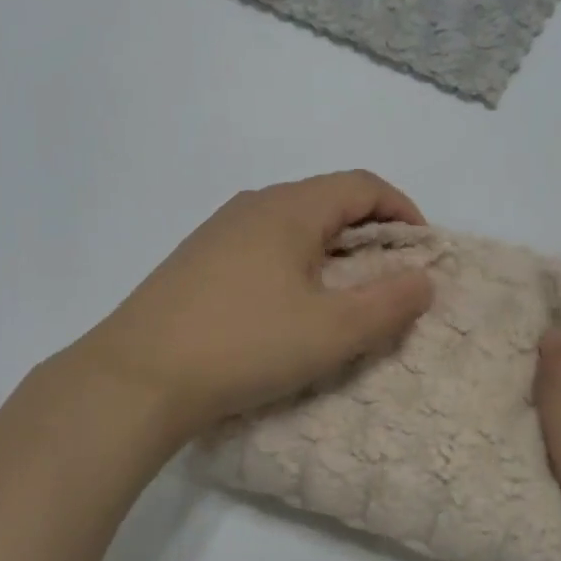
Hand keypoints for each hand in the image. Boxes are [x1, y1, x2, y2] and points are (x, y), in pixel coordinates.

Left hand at [73, 171, 434, 442]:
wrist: (137, 376)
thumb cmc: (244, 345)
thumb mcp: (331, 331)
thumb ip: (388, 303)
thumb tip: (423, 278)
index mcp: (290, 207)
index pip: (362, 185)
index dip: (402, 210)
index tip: (422, 252)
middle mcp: (254, 205)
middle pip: (327, 200)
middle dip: (369, 232)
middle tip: (389, 277)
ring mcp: (219, 231)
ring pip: (293, 223)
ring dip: (330, 249)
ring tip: (343, 294)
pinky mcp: (197, 259)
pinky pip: (262, 245)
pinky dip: (295, 262)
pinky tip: (287, 304)